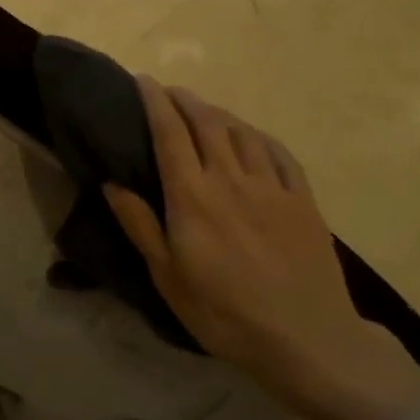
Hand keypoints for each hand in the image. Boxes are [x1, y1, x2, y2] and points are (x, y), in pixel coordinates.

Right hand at [104, 77, 419, 419]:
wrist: (307, 339)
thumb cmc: (224, 313)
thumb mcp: (167, 277)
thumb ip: (140, 225)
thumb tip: (112, 182)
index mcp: (192, 196)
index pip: (169, 133)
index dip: (155, 102)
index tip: (143, 81)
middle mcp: (231, 179)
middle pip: (207, 122)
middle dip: (185, 99)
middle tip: (169, 91)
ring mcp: (271, 187)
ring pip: (243, 132)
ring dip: (219, 113)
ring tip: (204, 110)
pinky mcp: (302, 201)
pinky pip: (279, 153)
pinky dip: (259, 135)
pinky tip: (253, 136)